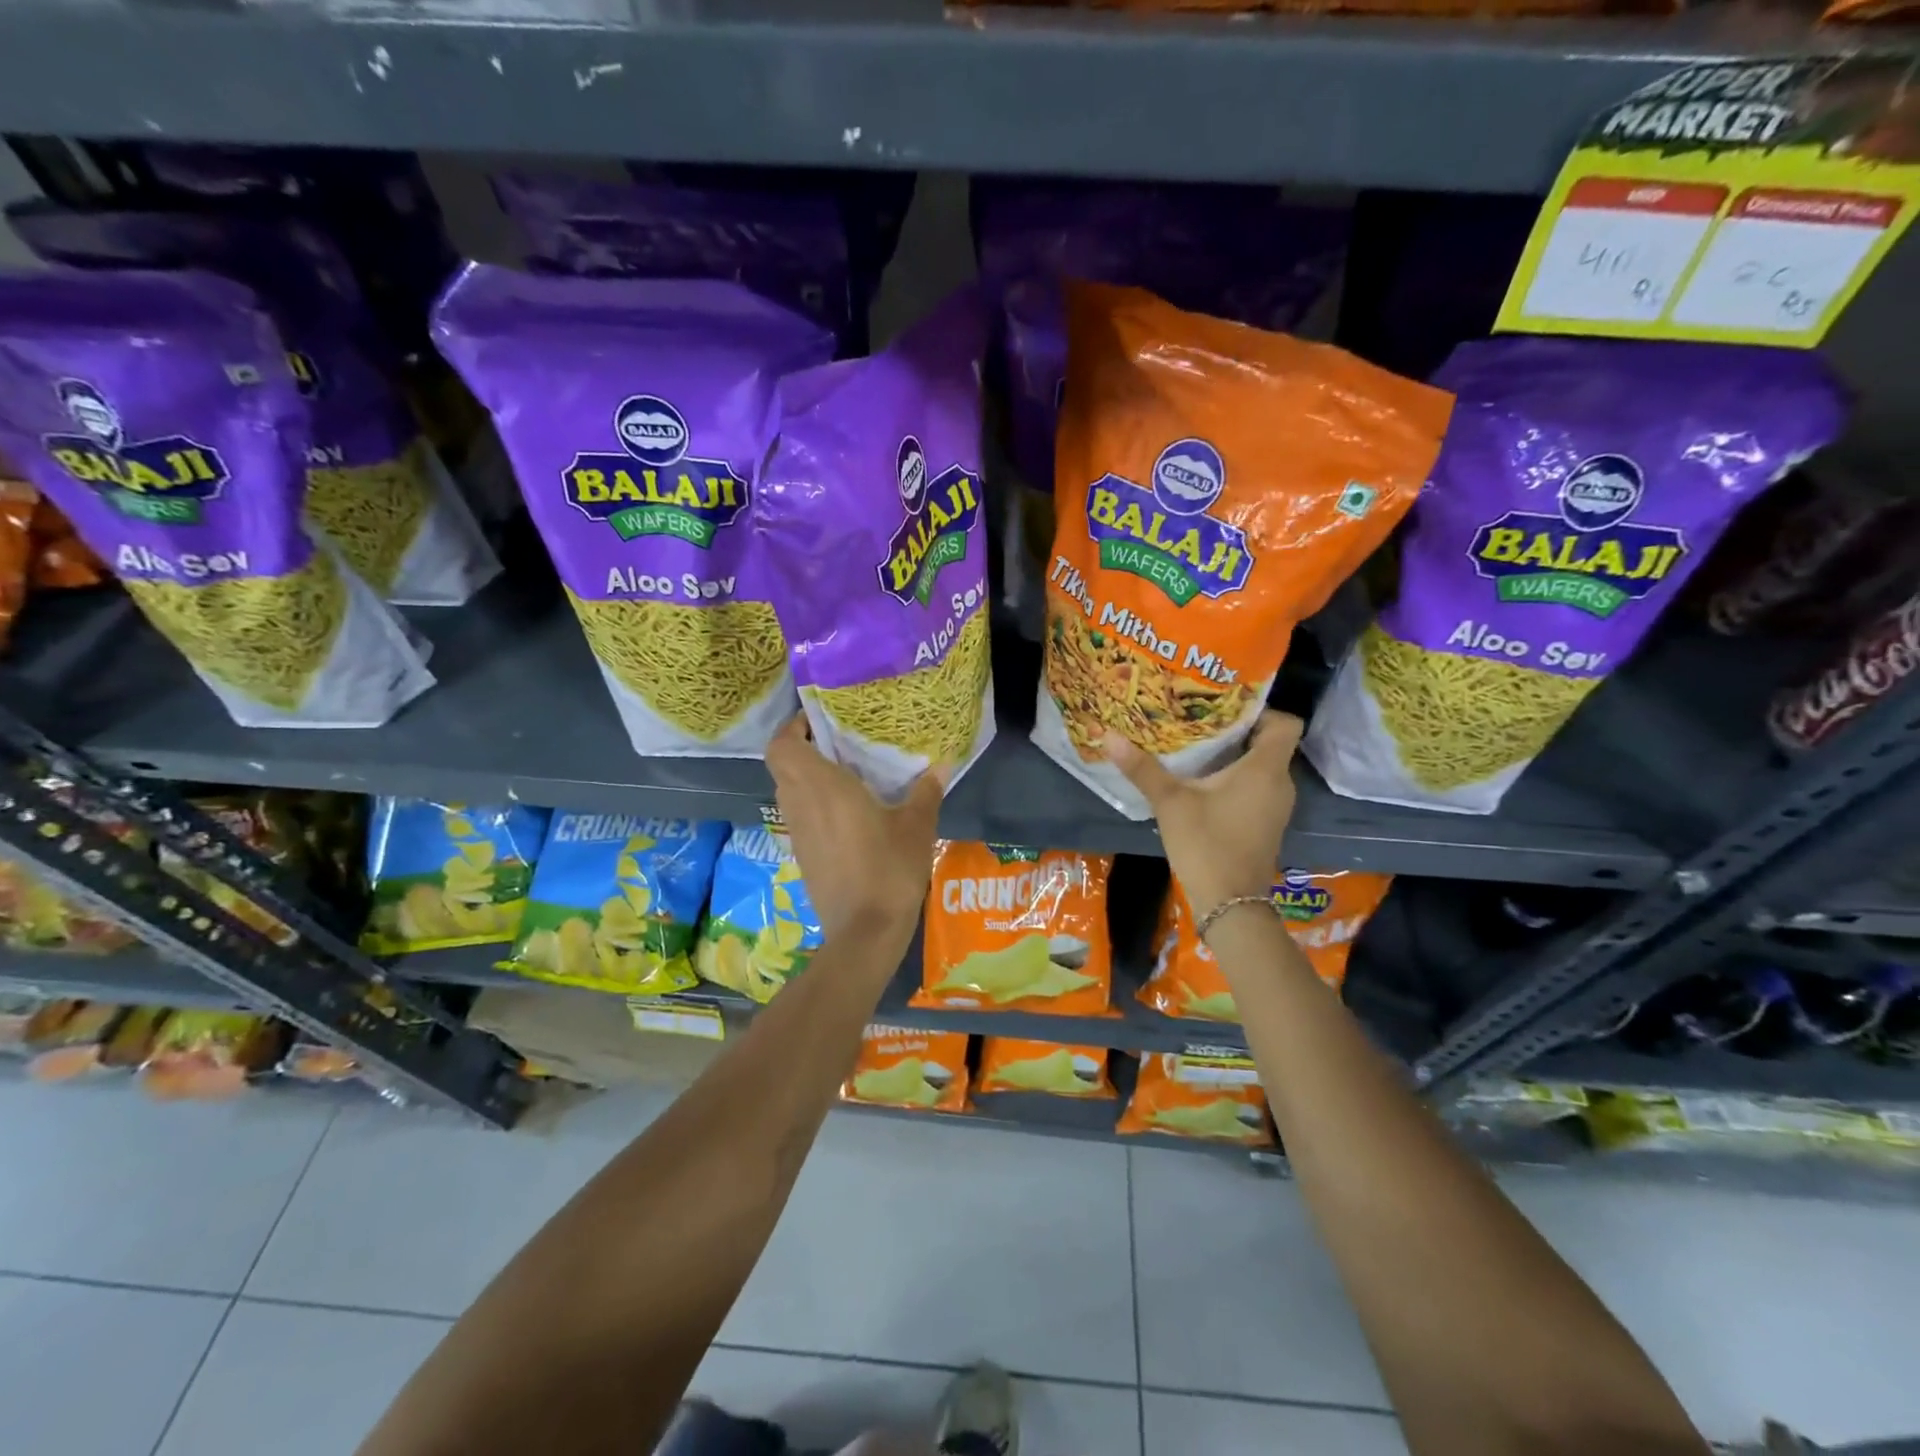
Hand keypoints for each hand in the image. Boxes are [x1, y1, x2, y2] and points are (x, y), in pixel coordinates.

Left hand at [765, 714, 944, 946]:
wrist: (865, 932)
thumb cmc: (889, 870)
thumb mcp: (917, 826)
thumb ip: (926, 792)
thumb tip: (941, 765)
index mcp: (822, 787)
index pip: (782, 746)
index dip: (793, 728)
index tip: (821, 722)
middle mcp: (801, 804)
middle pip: (782, 764)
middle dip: (802, 748)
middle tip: (838, 744)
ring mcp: (798, 832)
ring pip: (788, 790)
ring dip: (807, 776)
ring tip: (845, 773)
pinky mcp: (802, 854)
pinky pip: (799, 815)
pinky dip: (813, 804)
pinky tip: (847, 812)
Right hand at [1103, 711, 1301, 916]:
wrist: (1230, 904)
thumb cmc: (1206, 844)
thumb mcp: (1170, 802)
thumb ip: (1142, 768)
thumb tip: (1108, 735)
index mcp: (1264, 769)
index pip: (1285, 723)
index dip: (1261, 711)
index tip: (1224, 710)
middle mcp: (1279, 784)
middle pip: (1269, 743)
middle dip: (1237, 731)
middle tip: (1199, 721)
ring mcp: (1276, 807)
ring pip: (1262, 767)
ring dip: (1235, 757)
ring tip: (1197, 747)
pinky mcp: (1267, 824)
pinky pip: (1257, 788)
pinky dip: (1237, 780)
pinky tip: (1205, 783)